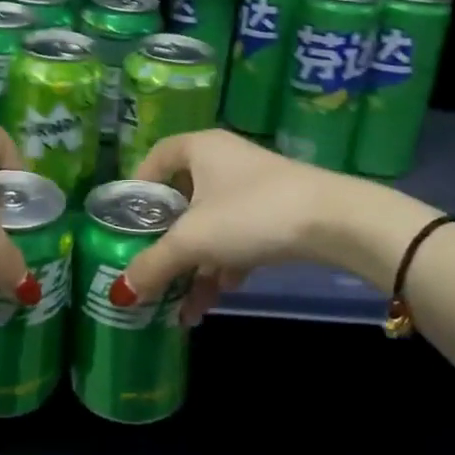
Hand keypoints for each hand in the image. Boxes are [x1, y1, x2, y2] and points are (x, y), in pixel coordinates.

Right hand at [124, 130, 347, 323]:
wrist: (335, 222)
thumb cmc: (250, 213)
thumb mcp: (194, 240)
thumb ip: (154, 264)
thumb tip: (119, 292)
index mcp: (199, 148)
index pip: (156, 159)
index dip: (138, 188)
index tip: (125, 221)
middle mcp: (223, 160)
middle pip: (182, 199)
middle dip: (166, 242)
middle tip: (150, 270)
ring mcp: (253, 187)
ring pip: (211, 225)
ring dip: (195, 265)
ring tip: (181, 306)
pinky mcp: (277, 211)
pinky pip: (237, 237)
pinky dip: (224, 264)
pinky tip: (216, 297)